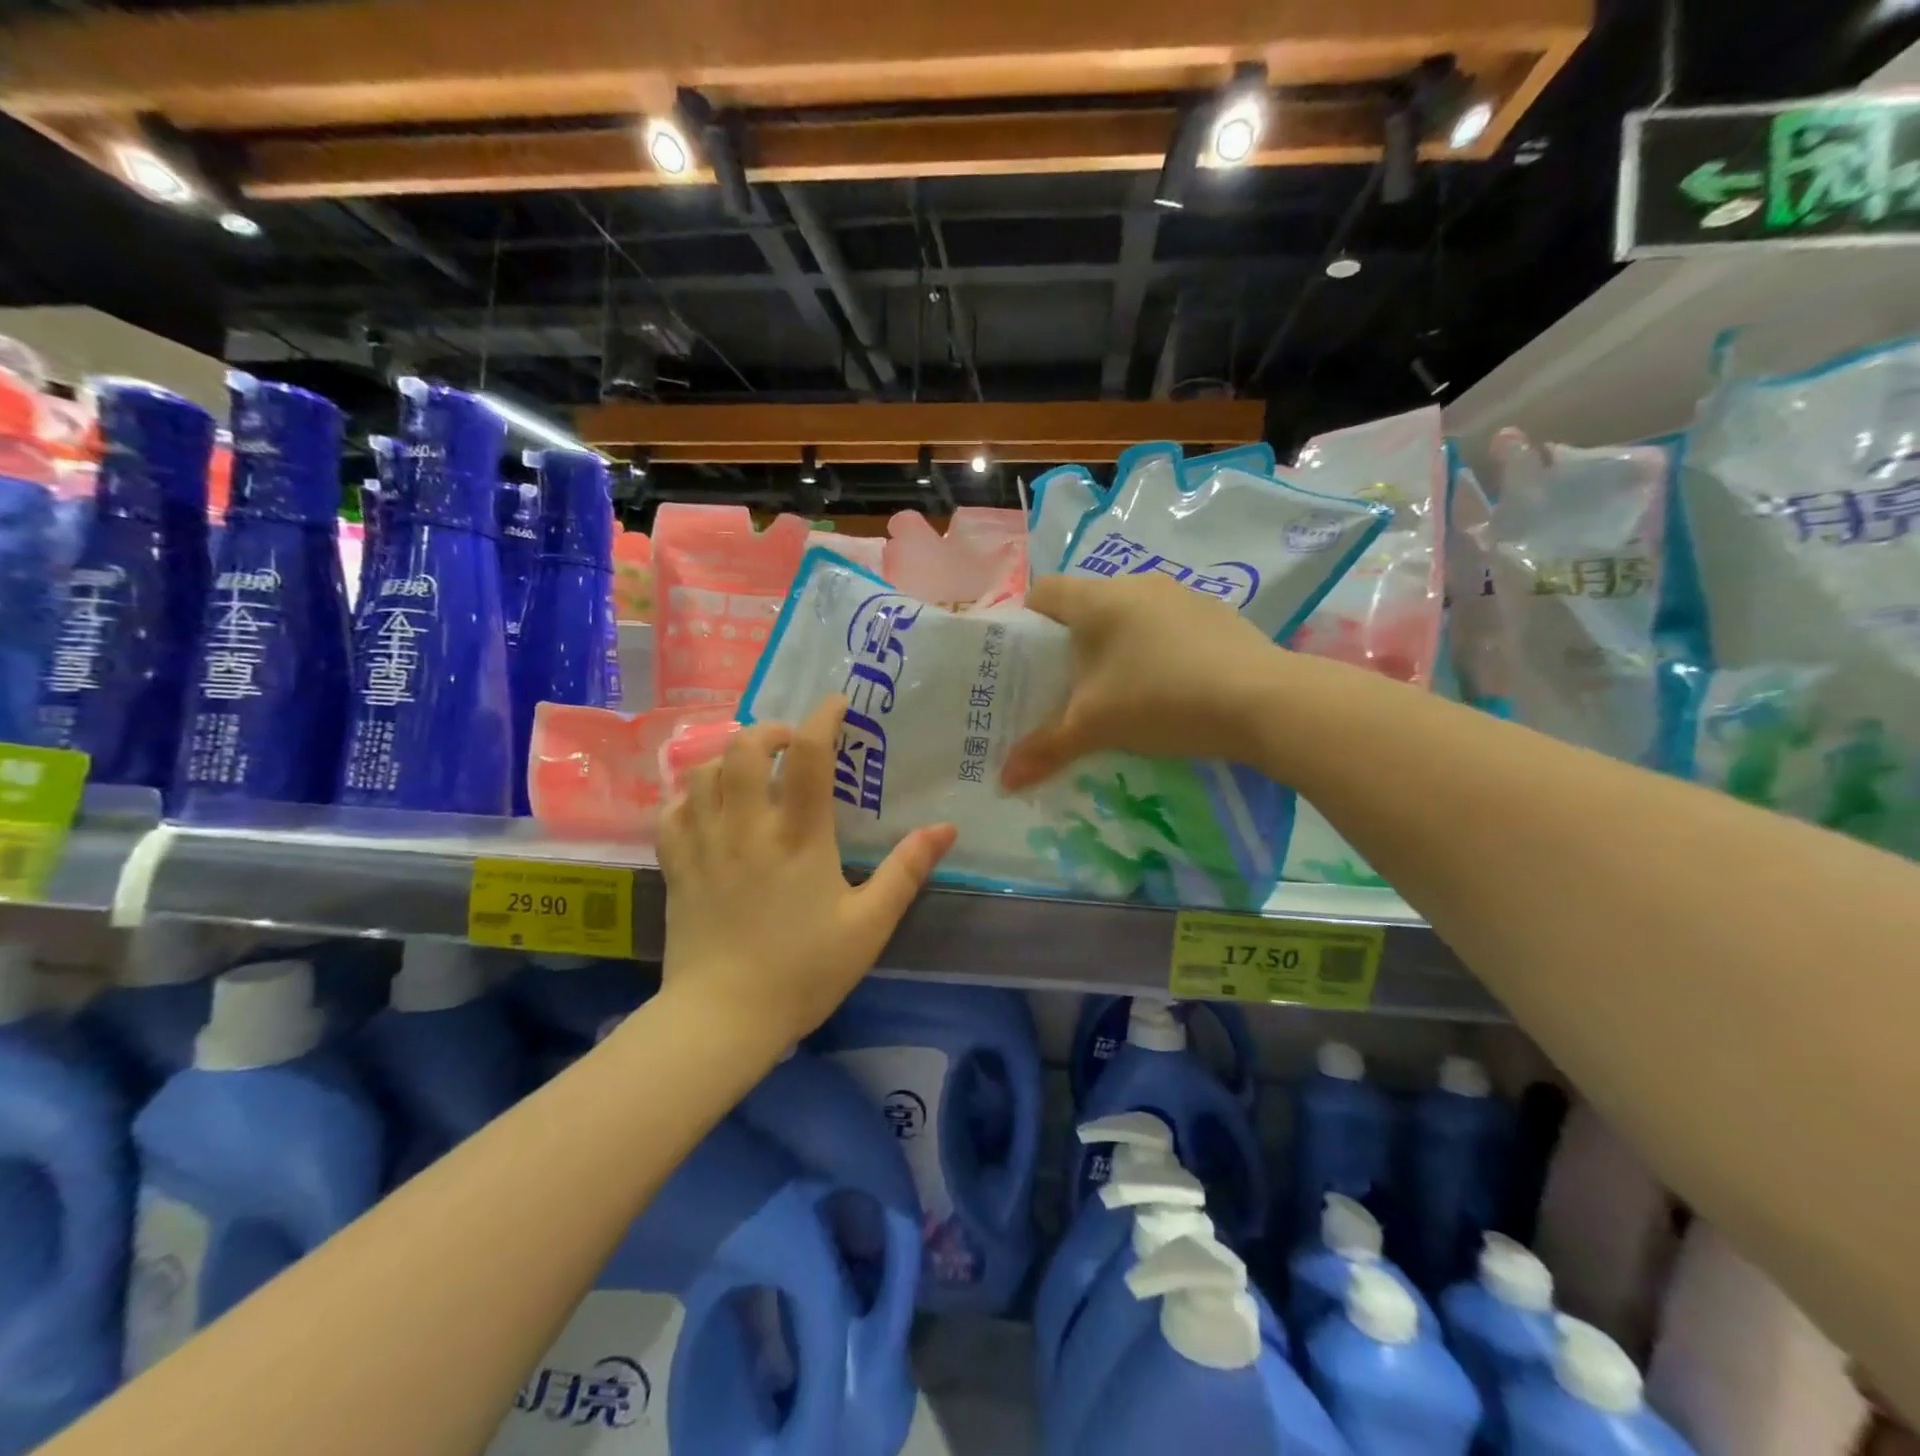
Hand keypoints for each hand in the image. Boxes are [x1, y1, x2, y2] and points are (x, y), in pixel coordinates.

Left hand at [658, 696, 956, 1043]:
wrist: (722, 1019)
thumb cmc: (802, 971)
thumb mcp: (869, 925)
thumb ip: (907, 871)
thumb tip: (946, 828)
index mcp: (797, 836)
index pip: (807, 755)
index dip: (822, 718)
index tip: (836, 704)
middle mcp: (746, 827)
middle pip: (742, 747)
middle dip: (768, 730)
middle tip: (789, 744)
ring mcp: (705, 844)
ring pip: (702, 771)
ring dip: (727, 757)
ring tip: (749, 771)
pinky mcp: (677, 865)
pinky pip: (672, 810)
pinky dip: (690, 795)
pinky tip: (708, 806)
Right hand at [1001, 573, 1285, 789]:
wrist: (1264, 701)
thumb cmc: (1161, 700)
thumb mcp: (1095, 728)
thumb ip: (1045, 748)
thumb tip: (1004, 779)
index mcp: (1097, 599)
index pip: (1042, 592)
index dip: (1024, 623)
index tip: (1021, 662)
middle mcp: (1136, 584)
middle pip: (1085, 606)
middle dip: (1069, 643)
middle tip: (1063, 686)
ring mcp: (1181, 595)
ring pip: (1128, 616)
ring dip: (1115, 646)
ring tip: (1114, 691)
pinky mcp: (1215, 614)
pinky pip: (1166, 626)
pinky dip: (1154, 649)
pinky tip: (1166, 688)